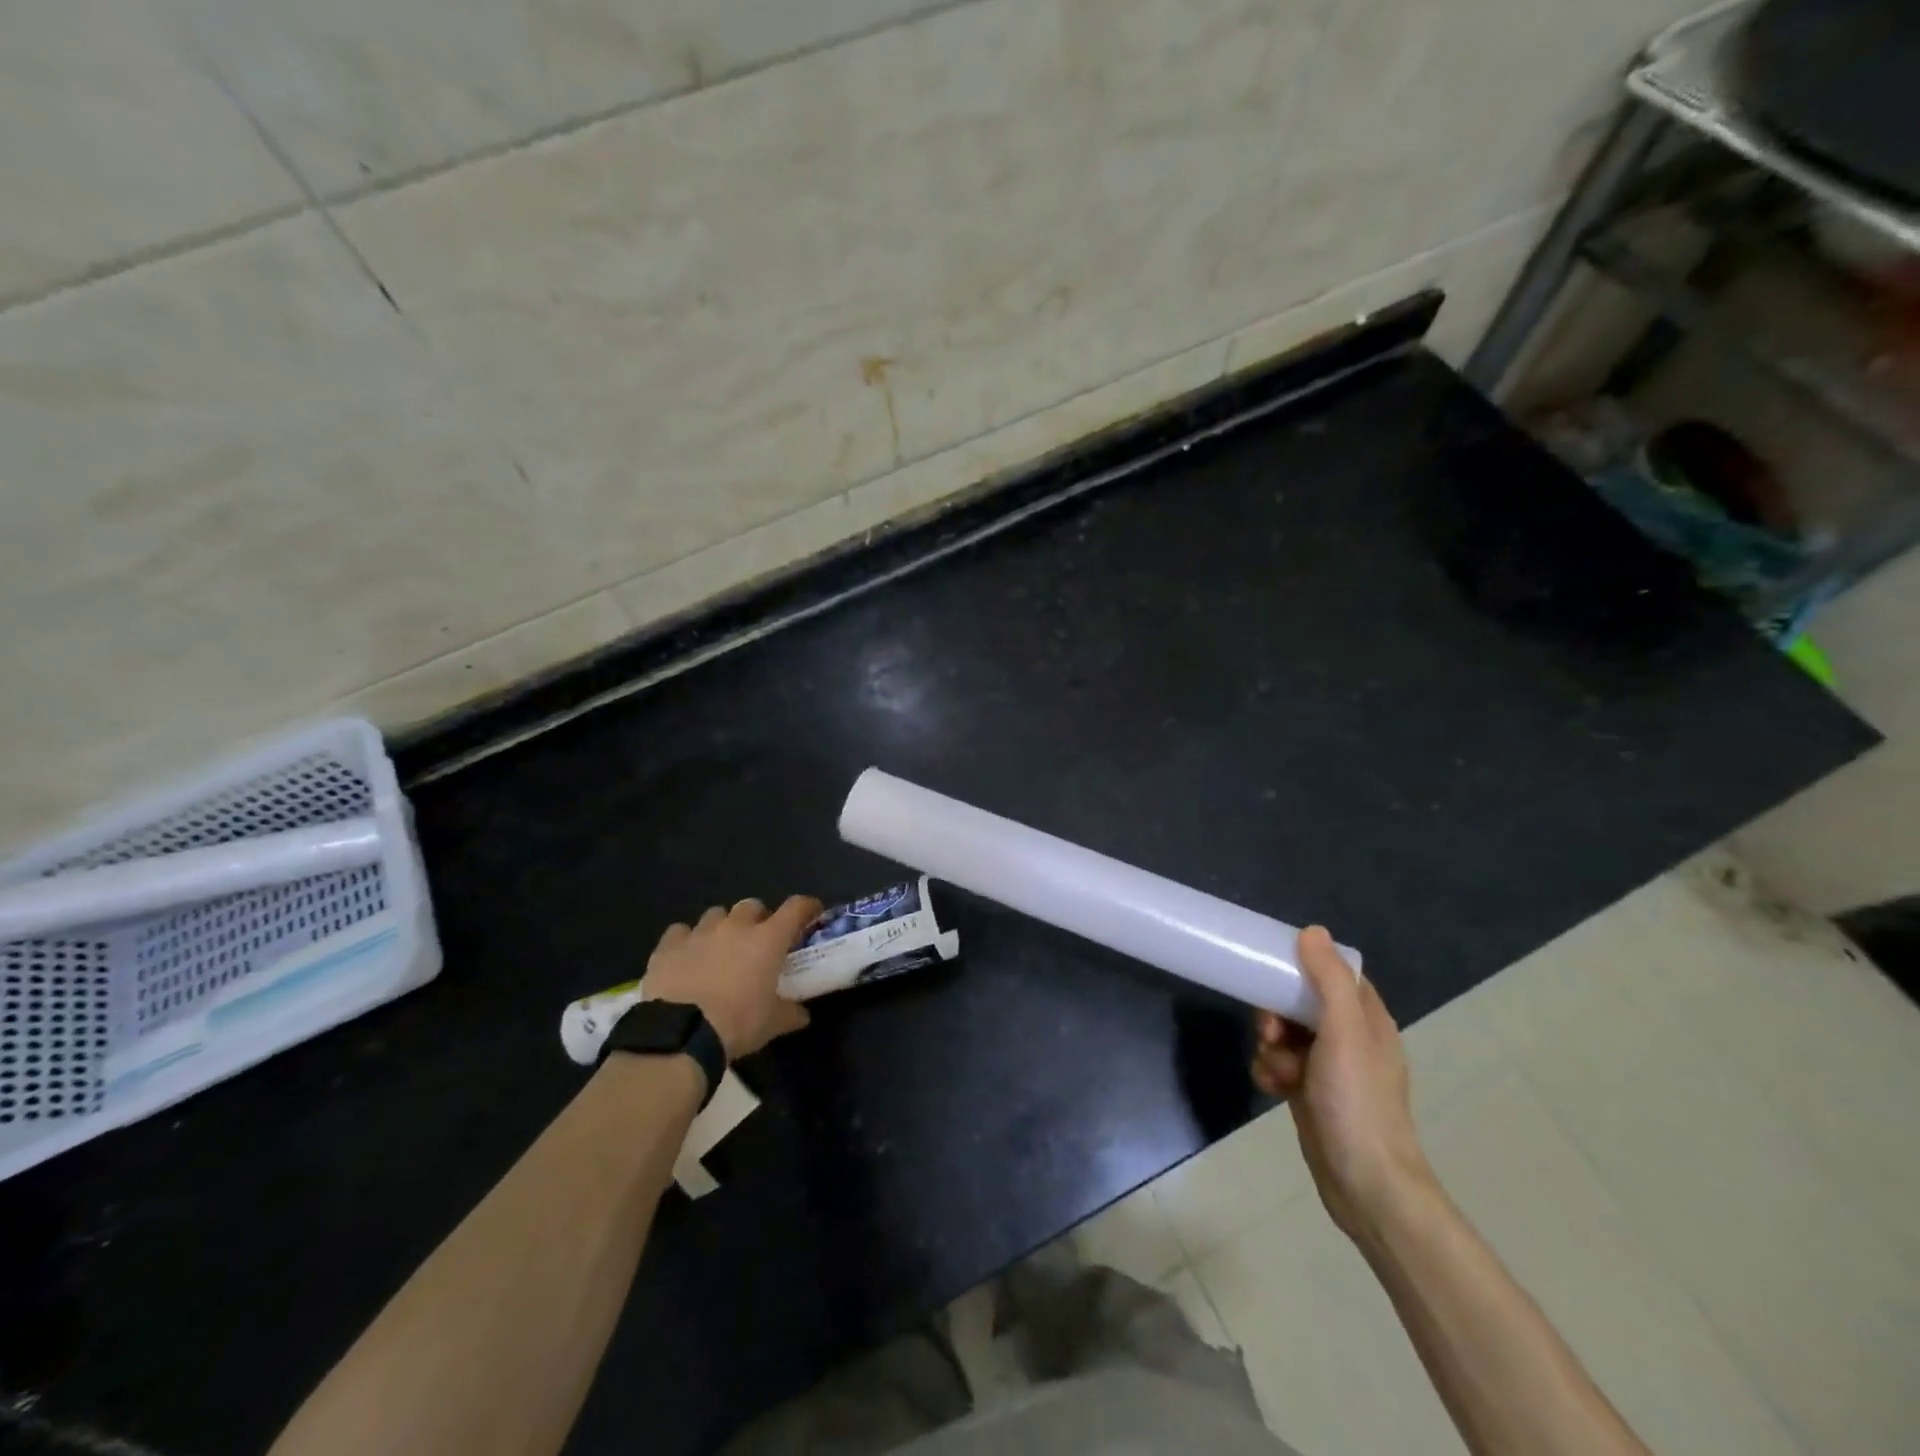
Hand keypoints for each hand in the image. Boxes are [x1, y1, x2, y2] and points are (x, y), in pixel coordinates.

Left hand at [642, 896, 821, 1060]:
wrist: (680, 1034)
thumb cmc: (738, 1023)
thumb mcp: (773, 1024)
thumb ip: (791, 1013)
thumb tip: (802, 1015)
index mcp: (768, 940)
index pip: (796, 908)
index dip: (807, 907)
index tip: (812, 912)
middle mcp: (735, 926)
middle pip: (752, 906)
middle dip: (758, 919)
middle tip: (758, 941)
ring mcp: (700, 932)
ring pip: (716, 914)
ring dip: (722, 926)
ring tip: (720, 949)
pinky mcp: (668, 945)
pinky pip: (680, 931)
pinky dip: (686, 940)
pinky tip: (685, 956)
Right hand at [1251, 927, 1434, 1243]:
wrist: (1365, 1183)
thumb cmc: (1357, 1101)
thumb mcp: (1344, 1032)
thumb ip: (1328, 980)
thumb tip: (1313, 931)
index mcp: (1368, 1020)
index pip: (1334, 974)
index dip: (1304, 967)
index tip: (1273, 968)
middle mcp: (1351, 1039)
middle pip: (1301, 1003)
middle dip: (1277, 1013)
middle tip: (1270, 1030)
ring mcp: (1330, 1069)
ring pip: (1285, 1035)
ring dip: (1271, 1045)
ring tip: (1275, 1068)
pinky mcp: (1310, 1094)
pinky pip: (1279, 1065)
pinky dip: (1270, 1071)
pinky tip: (1271, 1088)